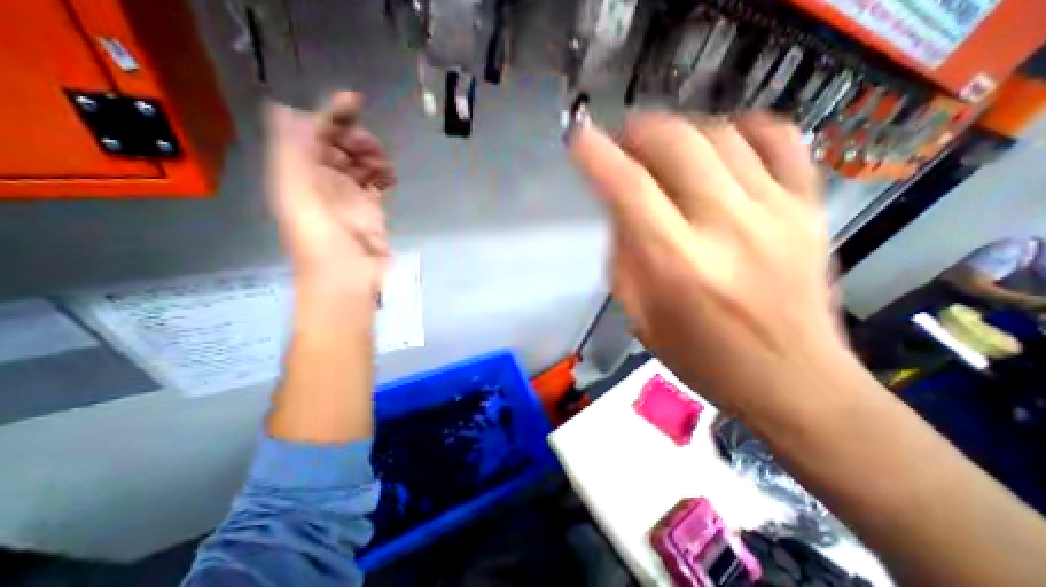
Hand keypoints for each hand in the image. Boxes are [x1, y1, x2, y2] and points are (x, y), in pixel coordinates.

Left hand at [266, 91, 395, 297]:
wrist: (347, 278)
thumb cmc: (323, 239)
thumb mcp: (296, 194)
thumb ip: (291, 151)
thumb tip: (289, 110)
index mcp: (300, 172)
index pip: (312, 133)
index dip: (329, 113)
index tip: (356, 103)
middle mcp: (322, 180)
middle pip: (338, 145)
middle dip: (355, 137)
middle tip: (371, 146)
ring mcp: (348, 196)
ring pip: (359, 162)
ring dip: (372, 155)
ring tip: (382, 163)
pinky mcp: (371, 210)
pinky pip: (376, 183)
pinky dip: (383, 174)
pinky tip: (390, 177)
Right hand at [570, 110, 839, 413]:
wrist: (792, 380)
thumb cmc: (701, 357)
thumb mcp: (640, 315)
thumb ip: (625, 256)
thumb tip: (621, 209)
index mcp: (677, 264)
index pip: (629, 190)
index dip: (597, 156)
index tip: (579, 137)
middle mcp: (726, 228)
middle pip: (677, 145)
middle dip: (639, 131)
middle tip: (623, 142)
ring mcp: (776, 212)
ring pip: (721, 134)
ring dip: (680, 131)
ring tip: (662, 148)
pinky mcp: (809, 208)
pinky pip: (778, 139)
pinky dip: (740, 128)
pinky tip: (719, 144)